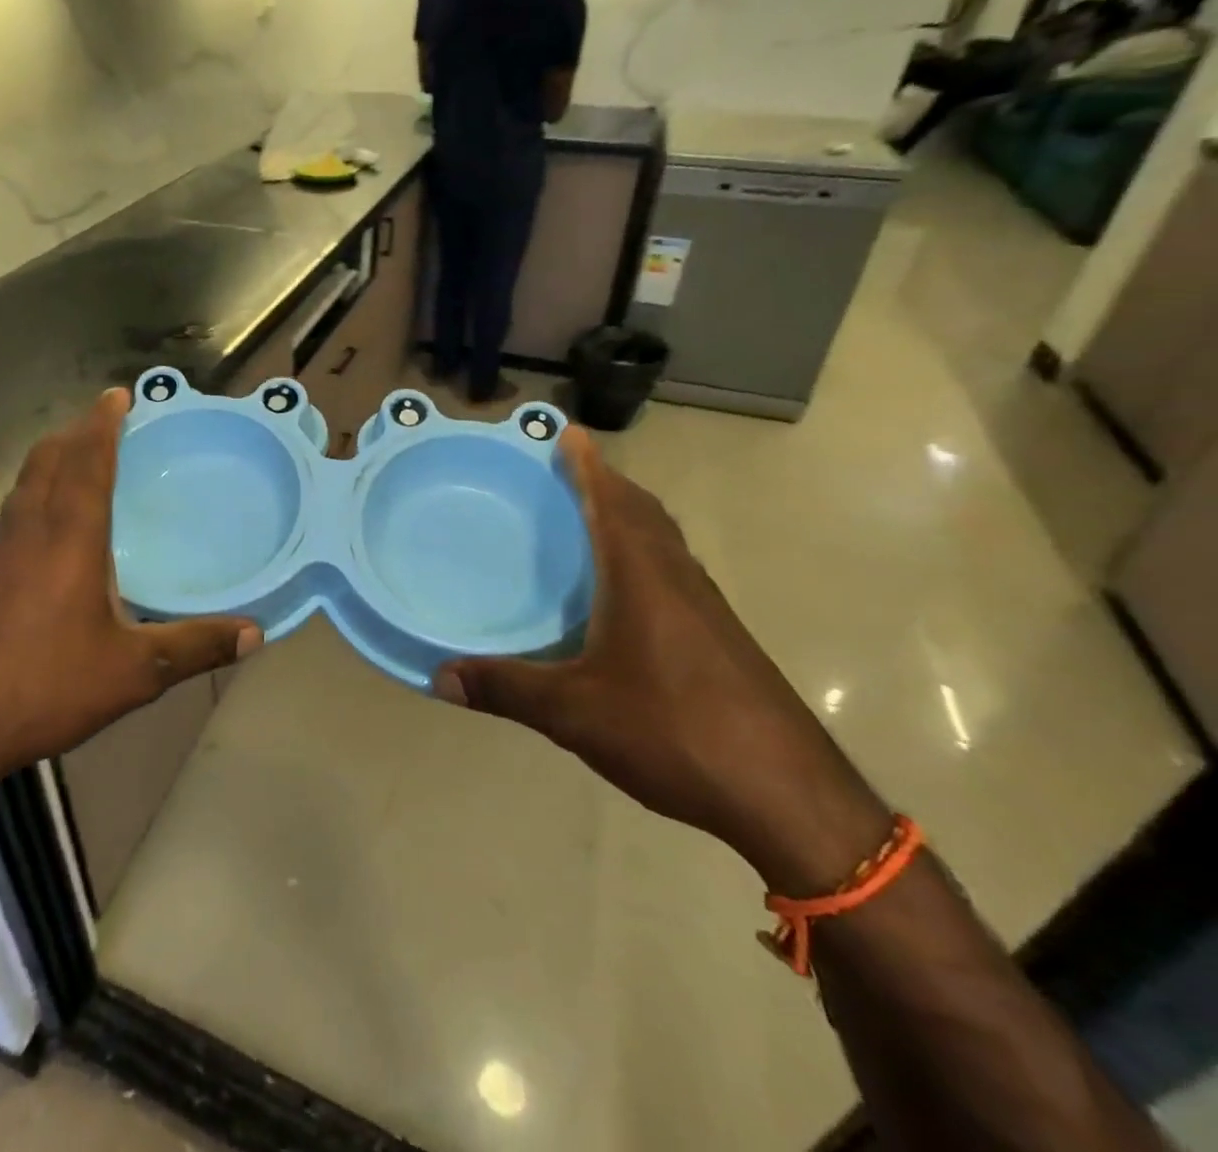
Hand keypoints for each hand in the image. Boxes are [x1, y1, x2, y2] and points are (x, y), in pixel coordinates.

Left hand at [0, 390, 258, 837]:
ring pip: (23, 486)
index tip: (117, 394)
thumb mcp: (132, 672)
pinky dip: (34, 500)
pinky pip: (10, 517)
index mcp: (68, 536)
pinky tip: (47, 537)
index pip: (86, 461)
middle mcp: (26, 531)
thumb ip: (195, 647)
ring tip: (79, 467)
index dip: (102, 424)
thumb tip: (256, 635)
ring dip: (51, 464)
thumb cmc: (43, 686)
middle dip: (75, 434)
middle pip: (46, 460)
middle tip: (104, 424)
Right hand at [433, 429, 889, 894]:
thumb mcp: (575, 713)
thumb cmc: (674, 731)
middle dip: (607, 483)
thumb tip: (440, 677)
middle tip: (568, 470)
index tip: (568, 432)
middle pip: (642, 512)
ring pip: (663, 541)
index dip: (588, 466)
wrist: (788, 796)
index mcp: (642, 577)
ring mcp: (706, 608)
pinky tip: (624, 592)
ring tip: (591, 517)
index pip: (612, 502)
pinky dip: (644, 554)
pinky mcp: (721, 638)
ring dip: (629, 517)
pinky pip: (673, 571)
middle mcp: (677, 579)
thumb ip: (506, 689)